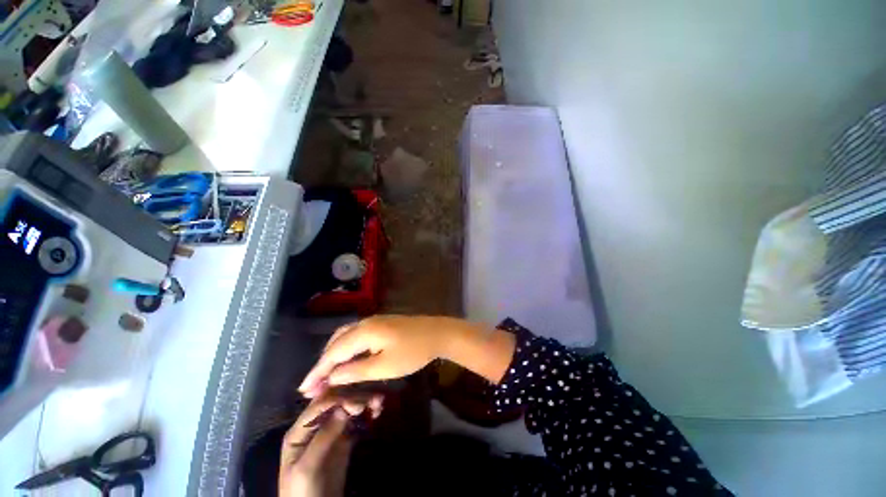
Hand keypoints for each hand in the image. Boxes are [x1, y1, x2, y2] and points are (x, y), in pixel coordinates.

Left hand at [279, 392, 382, 496]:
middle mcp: (316, 426)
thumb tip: (344, 407)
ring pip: (348, 410)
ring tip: (379, 403)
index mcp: (300, 430)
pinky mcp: (344, 441)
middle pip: (337, 403)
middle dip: (356, 397)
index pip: (321, 405)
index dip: (340, 400)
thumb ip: (324, 437)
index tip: (359, 405)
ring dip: (364, 403)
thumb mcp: (308, 468)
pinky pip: (356, 422)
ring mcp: (331, 433)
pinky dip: (367, 415)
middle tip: (376, 399)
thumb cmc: (303, 493)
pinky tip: (376, 412)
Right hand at [298, 315, 515, 397]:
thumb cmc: (413, 352)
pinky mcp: (382, 323)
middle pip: (337, 341)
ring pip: (346, 336)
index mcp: (364, 331)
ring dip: (334, 353)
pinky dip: (347, 347)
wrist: (438, 333)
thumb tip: (332, 376)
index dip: (318, 371)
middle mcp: (365, 322)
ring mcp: (375, 321)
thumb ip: (356, 371)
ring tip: (326, 373)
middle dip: (323, 362)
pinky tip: (347, 358)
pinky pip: (357, 334)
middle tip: (313, 383)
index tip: (303, 389)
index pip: (333, 352)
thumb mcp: (385, 366)